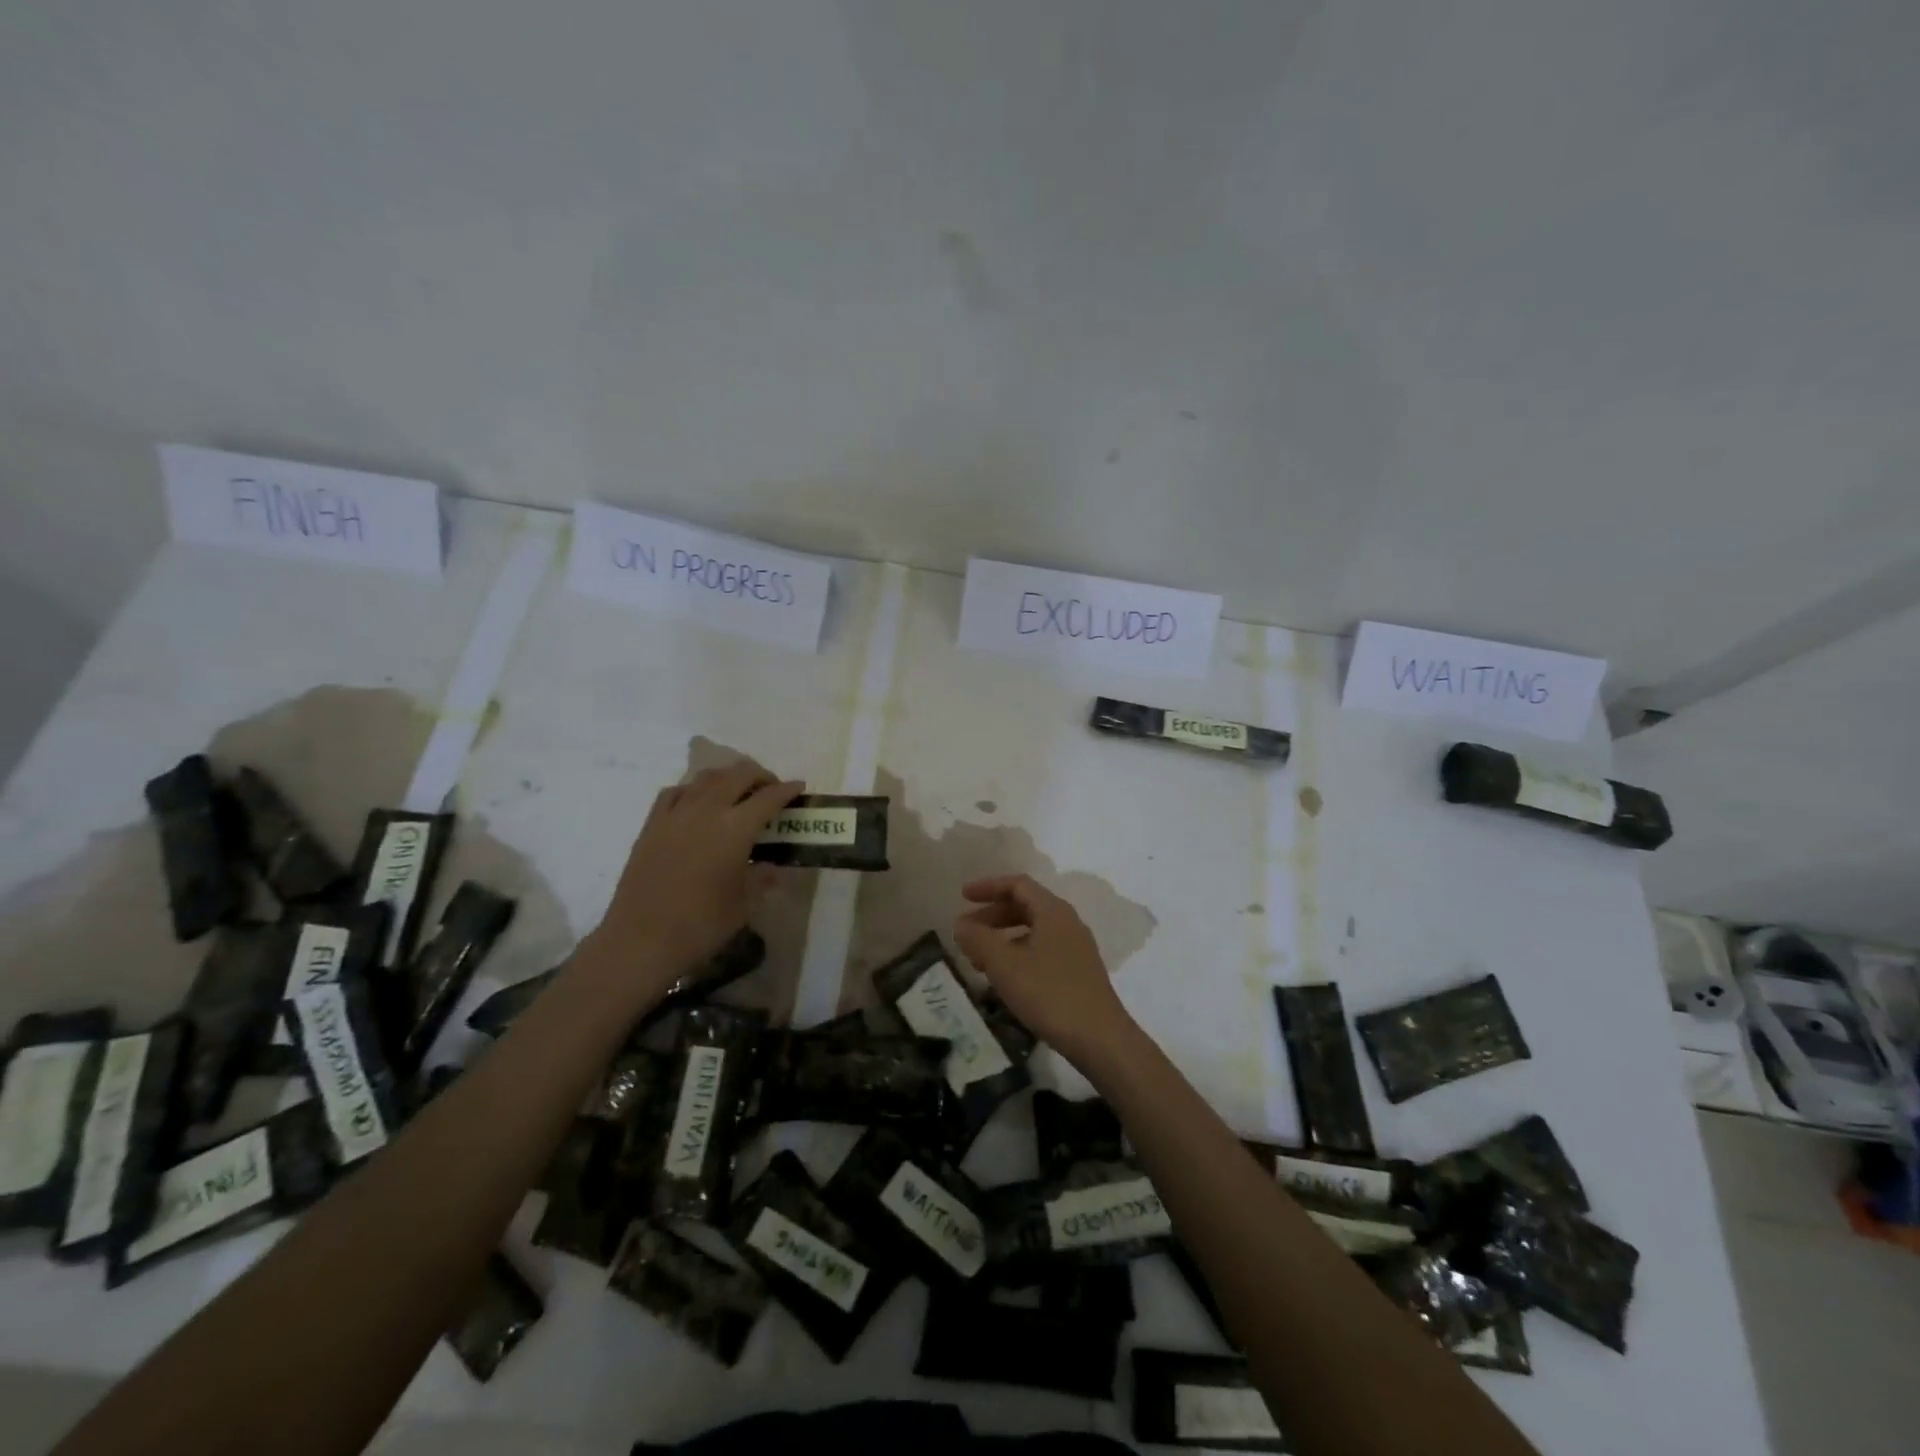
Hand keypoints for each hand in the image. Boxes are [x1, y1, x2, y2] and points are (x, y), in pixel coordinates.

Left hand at [576, 763, 802, 1007]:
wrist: (640, 941)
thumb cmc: (700, 925)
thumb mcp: (743, 905)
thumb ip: (762, 879)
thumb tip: (774, 868)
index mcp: (735, 829)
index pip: (768, 798)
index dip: (787, 790)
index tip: (799, 787)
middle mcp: (706, 811)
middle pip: (737, 775)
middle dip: (760, 776)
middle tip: (771, 789)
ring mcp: (675, 814)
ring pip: (706, 777)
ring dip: (728, 777)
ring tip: (737, 791)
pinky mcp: (652, 825)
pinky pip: (676, 792)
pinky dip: (694, 789)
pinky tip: (698, 803)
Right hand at [952, 874, 1135, 1067]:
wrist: (1100, 1039)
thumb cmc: (1050, 994)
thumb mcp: (1005, 965)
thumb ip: (979, 939)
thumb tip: (960, 924)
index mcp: (1053, 911)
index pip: (1017, 885)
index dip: (988, 886)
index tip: (962, 896)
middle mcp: (1067, 922)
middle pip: (1025, 906)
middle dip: (992, 915)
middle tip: (965, 932)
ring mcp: (1076, 947)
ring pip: (1033, 930)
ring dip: (1003, 937)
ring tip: (978, 959)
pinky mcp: (1078, 971)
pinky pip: (1041, 949)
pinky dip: (1017, 953)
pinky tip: (1004, 977)